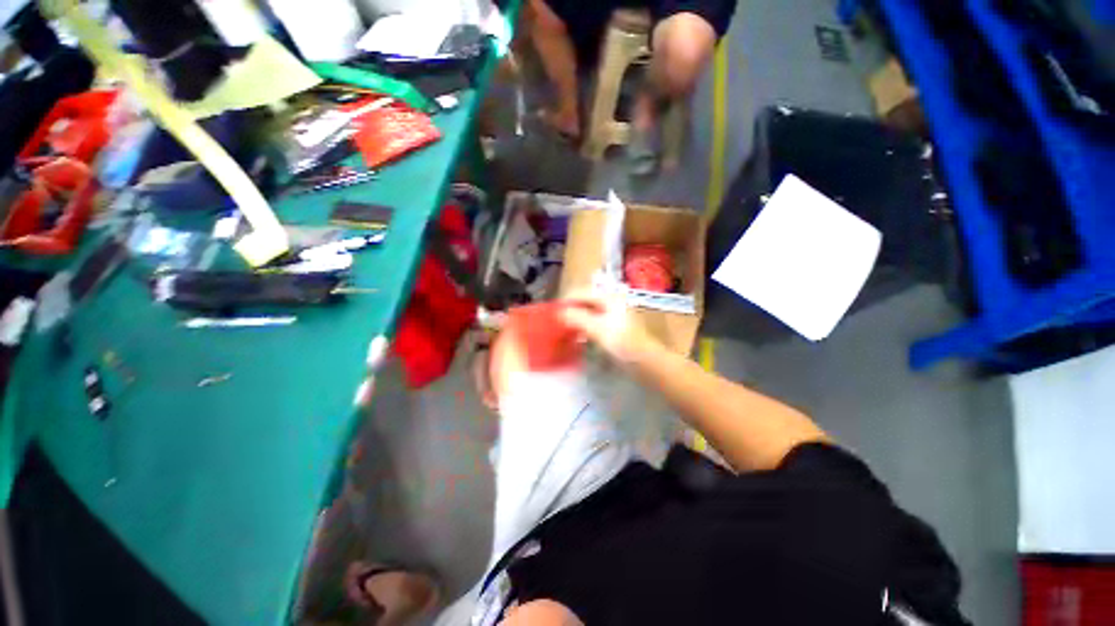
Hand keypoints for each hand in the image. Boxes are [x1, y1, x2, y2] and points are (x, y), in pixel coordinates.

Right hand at [559, 292, 657, 364]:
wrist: (647, 362)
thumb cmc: (624, 343)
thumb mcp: (598, 329)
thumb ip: (578, 318)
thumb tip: (560, 312)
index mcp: (609, 297)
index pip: (581, 292)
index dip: (566, 301)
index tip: (553, 313)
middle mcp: (611, 301)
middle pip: (585, 301)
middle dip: (571, 310)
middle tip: (557, 321)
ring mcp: (613, 314)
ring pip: (589, 312)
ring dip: (576, 319)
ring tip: (564, 329)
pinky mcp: (614, 326)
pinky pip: (594, 321)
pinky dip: (584, 326)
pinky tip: (578, 335)